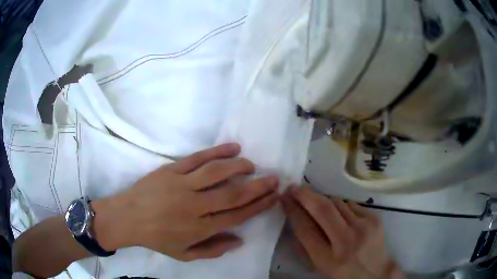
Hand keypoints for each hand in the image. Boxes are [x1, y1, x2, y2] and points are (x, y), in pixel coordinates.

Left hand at [108, 143, 278, 260]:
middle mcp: (194, 206)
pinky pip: (197, 158)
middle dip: (258, 187)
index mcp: (199, 228)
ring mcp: (182, 185)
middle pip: (233, 195)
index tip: (273, 197)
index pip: (237, 216)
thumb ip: (213, 250)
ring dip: (239, 167)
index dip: (258, 206)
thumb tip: (240, 240)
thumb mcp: (184, 255)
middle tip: (274, 179)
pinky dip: (217, 152)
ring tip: (253, 165)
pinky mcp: (171, 170)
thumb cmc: (156, 238)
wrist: (127, 218)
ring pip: (217, 173)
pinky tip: (233, 147)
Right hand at [281, 188, 405, 278]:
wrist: (376, 273)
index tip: (285, 198)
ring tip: (318, 204)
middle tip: (295, 188)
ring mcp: (363, 227)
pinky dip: (341, 207)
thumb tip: (296, 217)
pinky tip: (341, 216)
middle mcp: (346, 241)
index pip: (305, 229)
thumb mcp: (321, 266)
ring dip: (324, 200)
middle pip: (322, 209)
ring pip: (337, 202)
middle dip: (306, 195)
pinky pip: (350, 204)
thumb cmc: (344, 273)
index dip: (293, 211)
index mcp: (328, 259)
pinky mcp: (374, 218)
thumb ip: (307, 245)